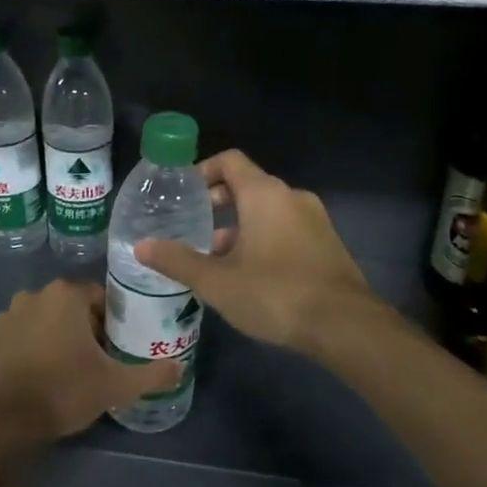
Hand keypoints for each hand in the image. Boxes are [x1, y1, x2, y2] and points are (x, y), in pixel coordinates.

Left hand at [0, 280, 181, 448]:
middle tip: (95, 360)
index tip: (115, 346)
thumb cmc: (65, 392)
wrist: (6, 422)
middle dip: (83, 328)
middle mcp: (34, 295)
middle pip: (69, 307)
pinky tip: (37, 374)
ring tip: (65, 369)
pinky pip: (18, 336)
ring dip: (54, 336)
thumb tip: (181, 368)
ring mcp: (6, 315)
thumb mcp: (116, 386)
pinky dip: (28, 347)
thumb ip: (152, 374)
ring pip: (42, 320)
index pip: (99, 297)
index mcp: (66, 296)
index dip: (111, 321)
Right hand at [132, 149, 372, 354]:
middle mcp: (292, 197)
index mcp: (265, 194)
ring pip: (269, 211)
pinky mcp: (328, 244)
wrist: (346, 326)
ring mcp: (316, 220)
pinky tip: (252, 275)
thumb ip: (177, 261)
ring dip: (242, 226)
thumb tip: (140, 246)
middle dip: (219, 202)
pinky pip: (288, 228)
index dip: (203, 171)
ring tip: (218, 258)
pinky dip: (265, 239)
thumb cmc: (275, 293)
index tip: (184, 193)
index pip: (230, 161)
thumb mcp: (217, 281)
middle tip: (194, 226)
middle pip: (249, 185)